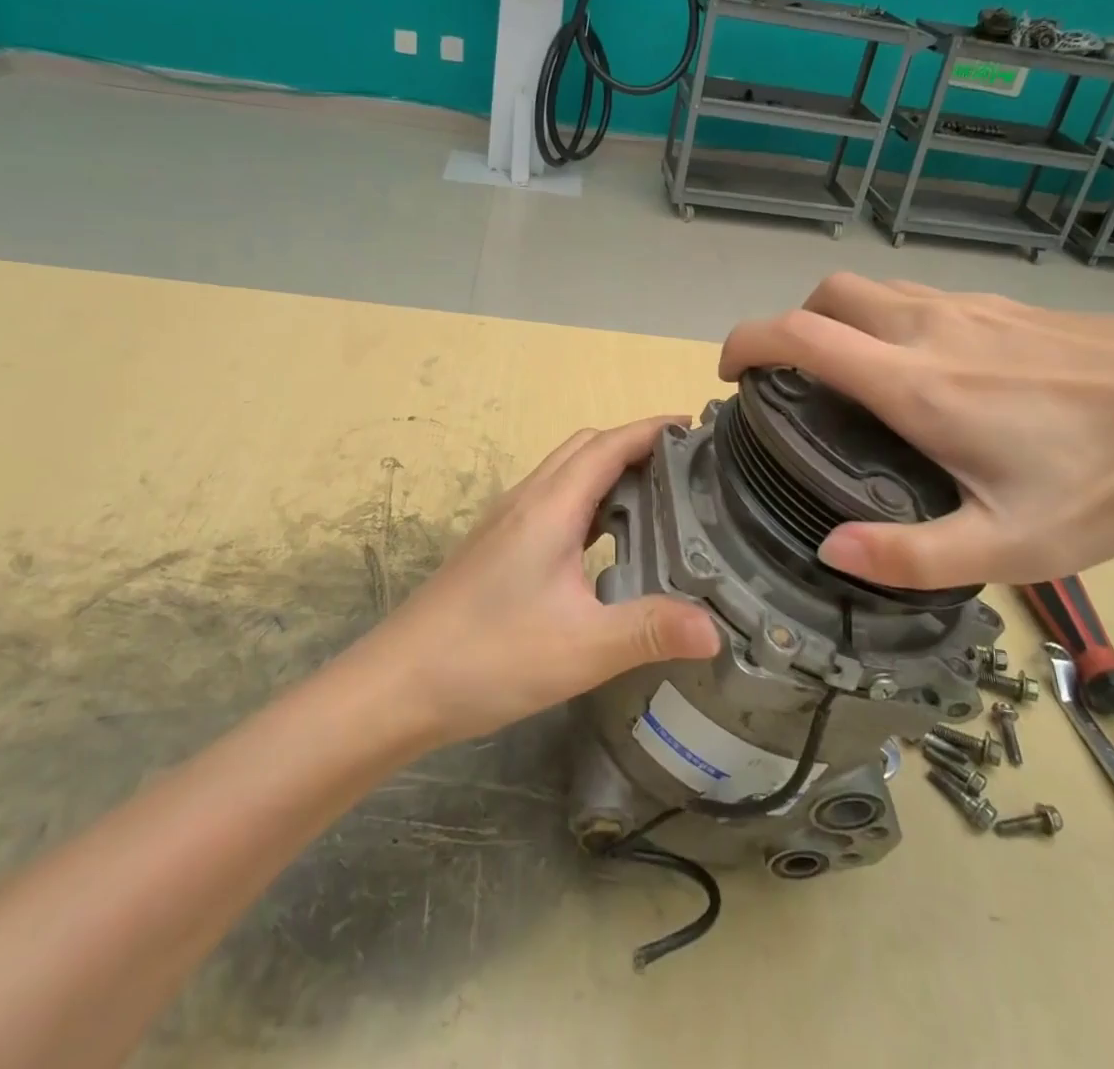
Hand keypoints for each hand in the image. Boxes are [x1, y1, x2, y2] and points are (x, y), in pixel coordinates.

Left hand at [363, 417, 722, 744]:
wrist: (396, 685)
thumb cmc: (489, 656)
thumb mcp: (582, 648)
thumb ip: (650, 631)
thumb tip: (717, 629)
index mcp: (550, 507)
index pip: (609, 445)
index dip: (652, 429)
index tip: (696, 427)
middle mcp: (527, 500)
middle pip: (586, 448)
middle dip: (634, 443)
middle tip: (684, 466)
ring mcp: (506, 522)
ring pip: (565, 473)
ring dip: (608, 470)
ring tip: (656, 497)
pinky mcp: (496, 546)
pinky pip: (552, 501)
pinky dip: (587, 500)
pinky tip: (604, 543)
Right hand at [720, 276, 1113, 590]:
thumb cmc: (1109, 478)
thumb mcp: (1012, 544)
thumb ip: (911, 555)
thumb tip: (832, 550)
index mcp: (914, 383)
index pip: (800, 335)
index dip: (748, 342)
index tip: (732, 373)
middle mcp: (927, 328)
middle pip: (827, 295)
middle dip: (791, 326)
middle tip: (795, 382)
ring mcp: (966, 307)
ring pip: (872, 291)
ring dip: (838, 321)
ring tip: (851, 379)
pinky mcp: (1000, 306)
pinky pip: (915, 296)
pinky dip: (885, 320)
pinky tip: (924, 370)